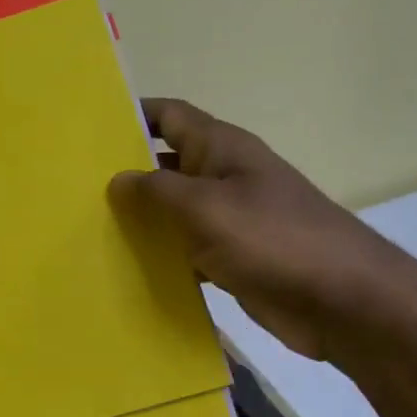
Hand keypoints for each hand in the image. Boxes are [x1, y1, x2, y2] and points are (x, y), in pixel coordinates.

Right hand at [109, 98, 416, 362]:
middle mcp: (224, 176)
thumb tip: (117, 179)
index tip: (89, 128)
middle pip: (166, 164)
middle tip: (73, 188)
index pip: (169, 115)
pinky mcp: (233, 258)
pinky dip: (162, 256)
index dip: (132, 115)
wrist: (343, 301)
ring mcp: (230, 219)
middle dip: (126, 173)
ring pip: (174, 211)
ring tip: (88, 229)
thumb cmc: (273, 239)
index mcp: (221, 149)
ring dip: (141, 220)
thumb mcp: (206, 207)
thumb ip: (156, 191)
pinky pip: (187, 249)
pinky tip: (128, 269)